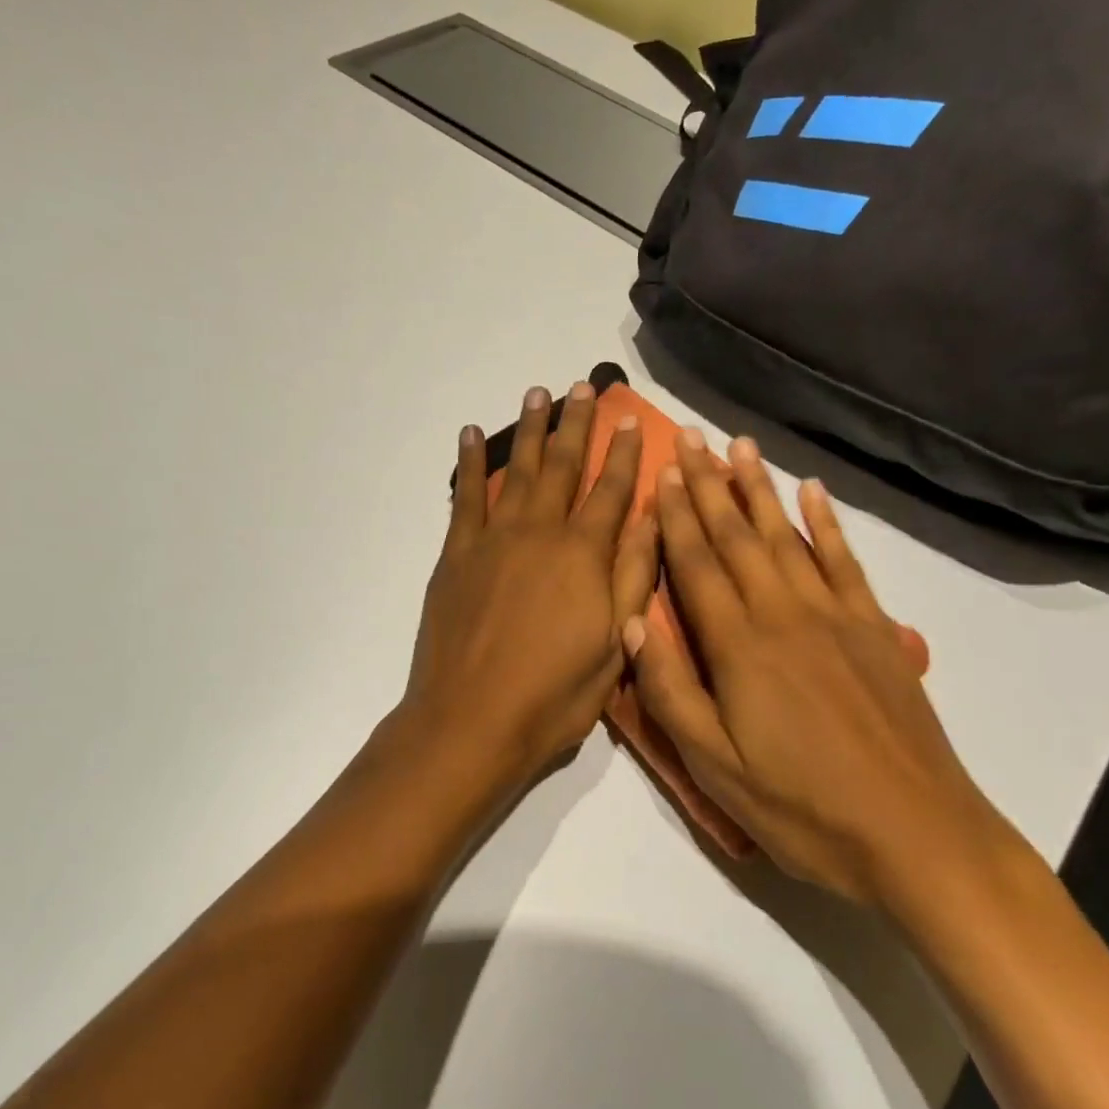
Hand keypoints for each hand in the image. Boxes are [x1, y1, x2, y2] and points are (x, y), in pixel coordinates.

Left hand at [403, 382, 655, 795]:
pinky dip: (471, 462)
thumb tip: (651, 518)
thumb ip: (633, 577)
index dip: (623, 453)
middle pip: (563, 467)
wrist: (470, 722)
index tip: (630, 419)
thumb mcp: (615, 645)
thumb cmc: (554, 695)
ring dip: (530, 429)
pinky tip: (474, 434)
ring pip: (518, 470)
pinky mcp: (457, 553)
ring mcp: (494, 539)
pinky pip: (466, 496)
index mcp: (585, 555)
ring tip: (538, 392)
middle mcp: (540, 533)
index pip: (612, 491)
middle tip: (583, 387)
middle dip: (576, 424)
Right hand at [624, 432, 1009, 917]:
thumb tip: (633, 621)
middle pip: (737, 537)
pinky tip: (813, 490)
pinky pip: (844, 560)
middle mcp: (783, 614)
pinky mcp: (875, 628)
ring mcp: (835, 615)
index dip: (676, 516)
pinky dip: (825, 522)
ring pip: (785, 536)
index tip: (662, 471)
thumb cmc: (803, 810)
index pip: (696, 564)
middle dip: (710, 484)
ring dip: (758, 489)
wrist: (916, 834)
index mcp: (739, 646)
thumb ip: (670, 692)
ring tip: (740, 446)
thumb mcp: (716, 769)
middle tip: (691, 437)